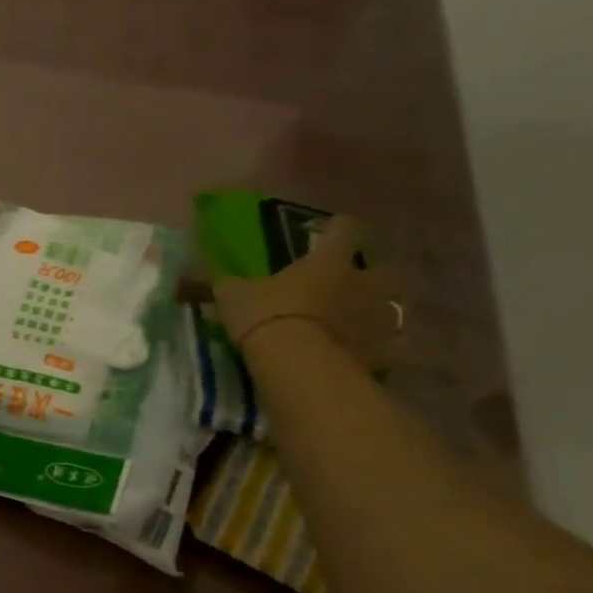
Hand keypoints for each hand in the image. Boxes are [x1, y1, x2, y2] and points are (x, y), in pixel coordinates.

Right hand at [212, 215, 405, 370]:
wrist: (297, 364)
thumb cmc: (266, 315)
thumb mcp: (232, 295)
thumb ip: (225, 282)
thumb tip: (198, 275)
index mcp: (329, 261)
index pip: (345, 229)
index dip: (337, 228)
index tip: (325, 233)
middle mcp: (363, 283)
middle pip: (384, 269)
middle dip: (370, 276)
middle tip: (349, 285)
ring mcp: (379, 318)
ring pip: (394, 308)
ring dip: (379, 312)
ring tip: (359, 323)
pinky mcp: (383, 353)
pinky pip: (390, 348)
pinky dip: (380, 350)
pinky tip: (364, 355)